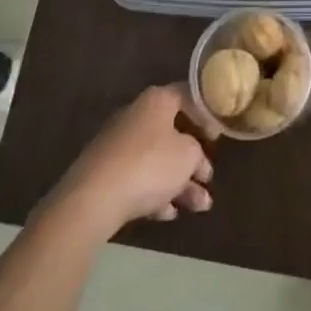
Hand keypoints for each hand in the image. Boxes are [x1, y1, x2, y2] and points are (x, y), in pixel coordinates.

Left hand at [53, 85, 217, 236]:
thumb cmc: (149, 165)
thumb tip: (193, 157)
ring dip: (179, 183)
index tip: (217, 136)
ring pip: (156, 161)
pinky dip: (155, 194)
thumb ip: (197, 152)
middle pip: (172, 134)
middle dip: (193, 160)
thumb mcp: (188, 155)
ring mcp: (118, 145)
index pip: (187, 96)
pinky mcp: (105, 173)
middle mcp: (136, 116)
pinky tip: (169, 214)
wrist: (94, 199)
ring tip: (201, 207)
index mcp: (157, 101)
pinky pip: (137, 179)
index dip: (205, 114)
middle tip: (208, 178)